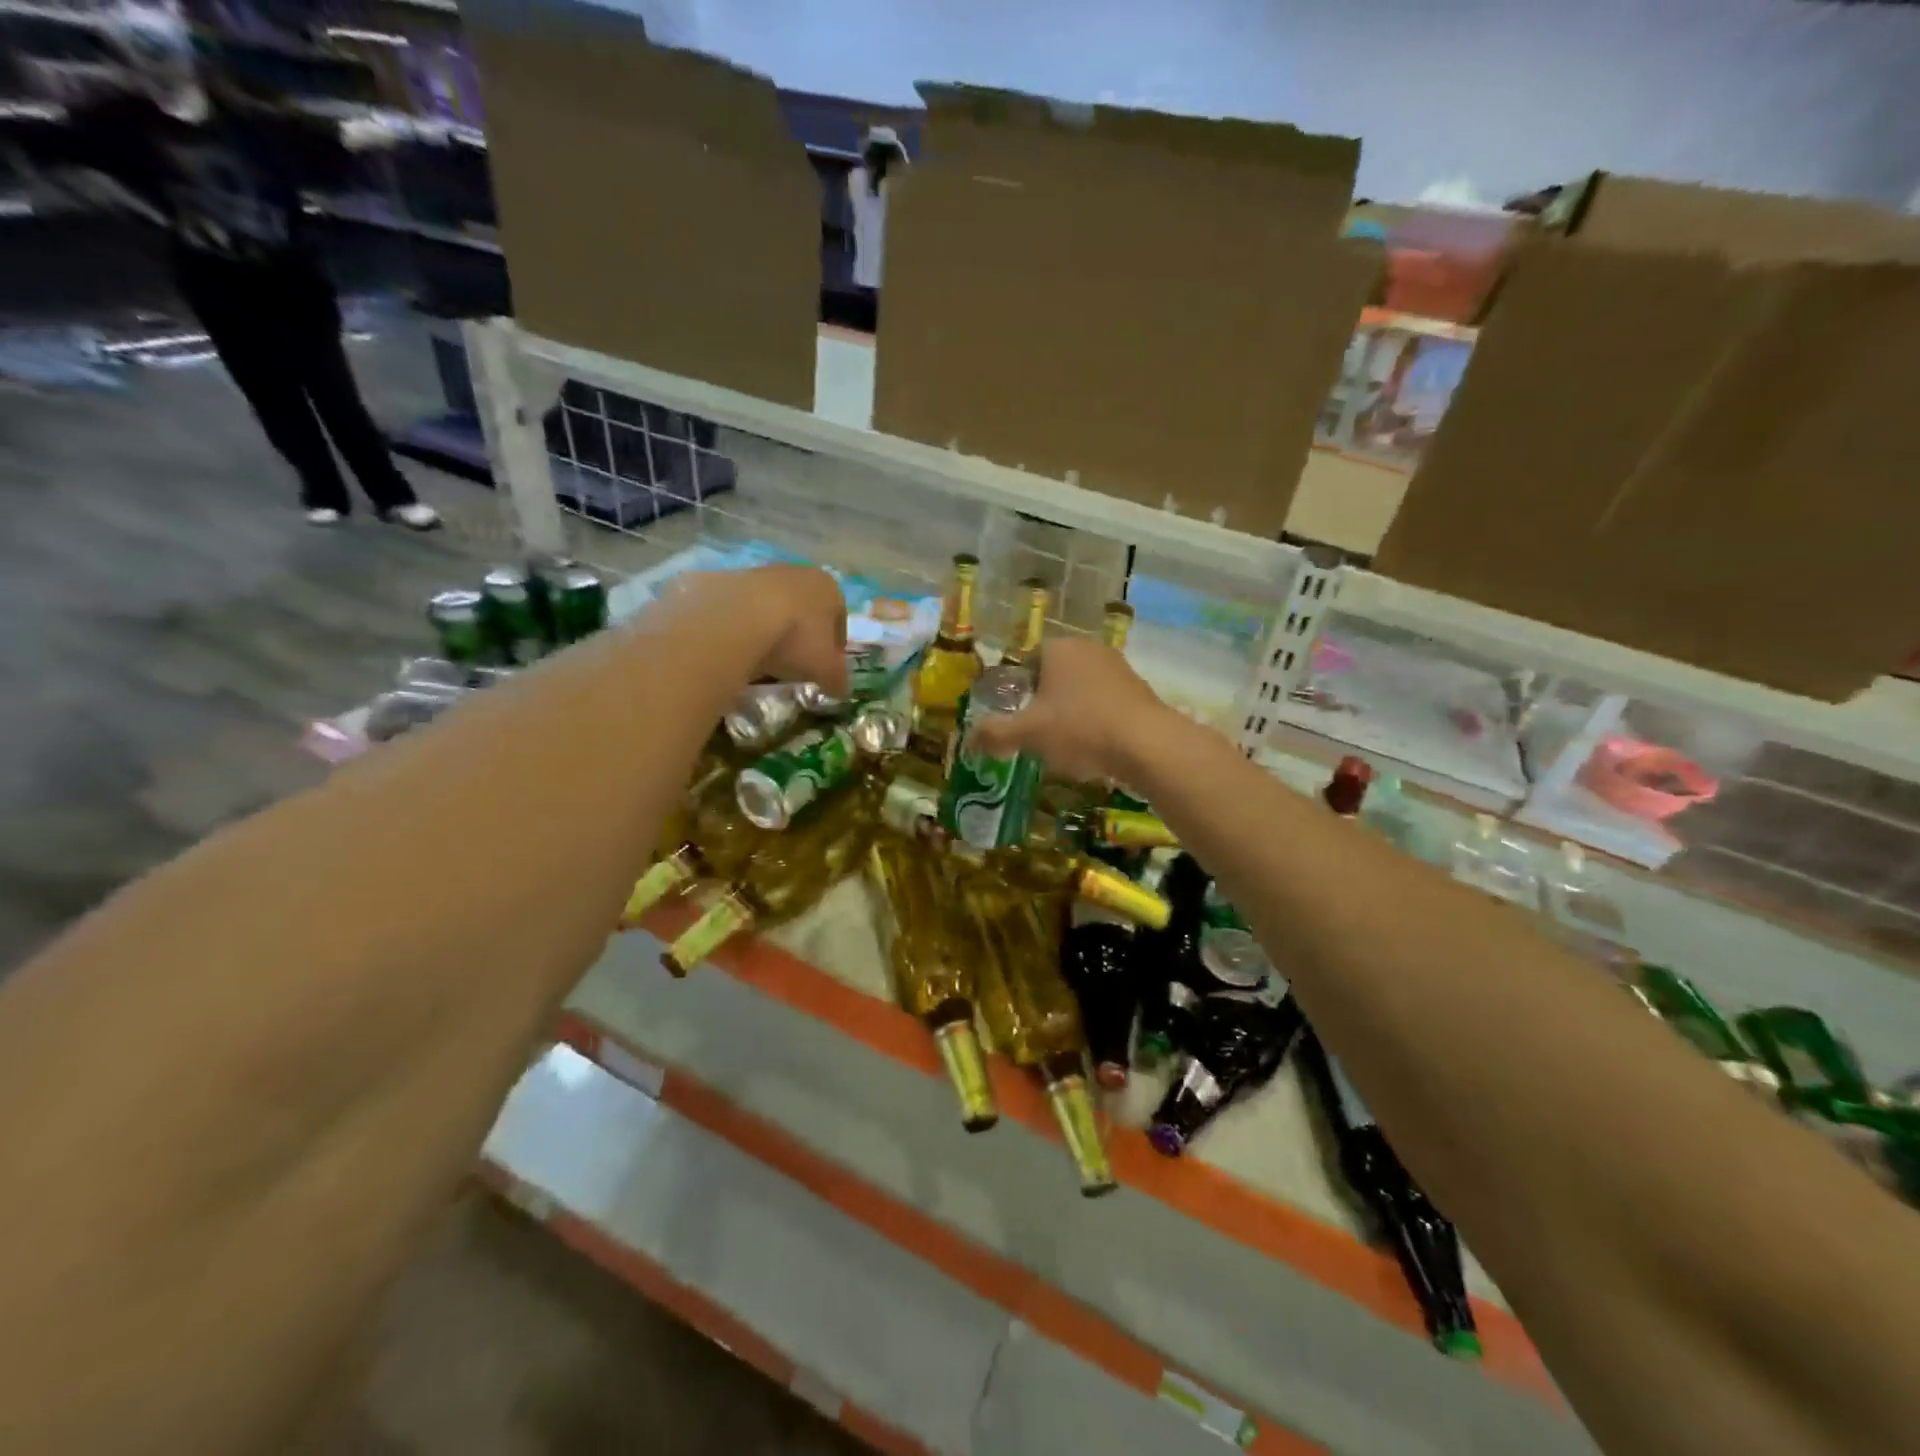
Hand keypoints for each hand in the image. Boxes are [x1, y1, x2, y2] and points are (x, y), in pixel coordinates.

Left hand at [656, 565, 848, 694]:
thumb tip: (841, 689)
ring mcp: (760, 573)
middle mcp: (798, 573)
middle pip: (806, 609)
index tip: (825, 668)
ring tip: (764, 658)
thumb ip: (838, 679)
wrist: (737, 619)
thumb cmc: (796, 639)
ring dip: (772, 629)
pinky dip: (745, 626)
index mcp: (829, 589)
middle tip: (795, 664)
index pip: (839, 619)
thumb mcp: (827, 670)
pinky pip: (743, 609)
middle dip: (803, 635)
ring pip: (773, 606)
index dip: (835, 647)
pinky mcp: (726, 579)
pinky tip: (740, 648)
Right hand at [966, 637, 1170, 784]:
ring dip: (1072, 713)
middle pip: (1055, 675)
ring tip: (1067, 745)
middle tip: (1038, 734)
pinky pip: (1106, 703)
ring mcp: (1119, 667)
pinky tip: (1096, 748)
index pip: (1027, 661)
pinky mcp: (1140, 690)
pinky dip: (1097, 721)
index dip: (1018, 689)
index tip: (1018, 717)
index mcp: (1059, 648)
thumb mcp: (1028, 733)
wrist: (1147, 745)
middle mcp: (1089, 649)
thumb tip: (970, 739)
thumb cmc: (1080, 728)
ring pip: (1082, 690)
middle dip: (1045, 702)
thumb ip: (995, 734)